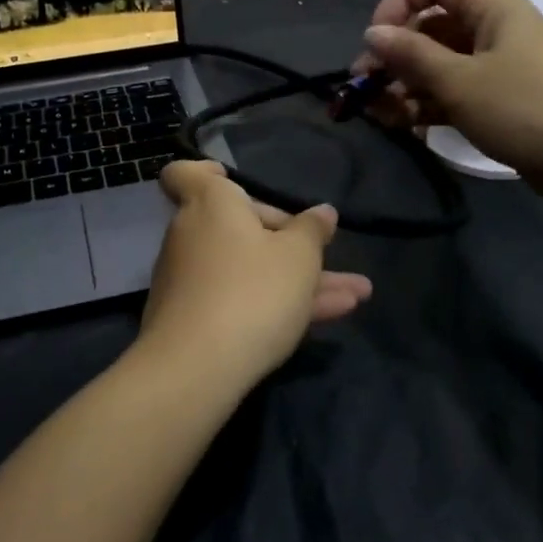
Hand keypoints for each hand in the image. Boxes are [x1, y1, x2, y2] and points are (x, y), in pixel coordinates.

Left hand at [135, 161, 371, 392]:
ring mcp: (190, 279)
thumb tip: (322, 211)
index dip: (206, 173)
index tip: (232, 180)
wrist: (196, 369)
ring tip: (357, 293)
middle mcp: (193, 234)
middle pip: (238, 225)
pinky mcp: (192, 319)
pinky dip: (276, 303)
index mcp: (212, 204)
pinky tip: (330, 317)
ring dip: (299, 278)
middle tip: (327, 254)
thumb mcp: (299, 257)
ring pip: (250, 267)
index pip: (186, 174)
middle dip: (289, 239)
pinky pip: (239, 298)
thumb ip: (312, 230)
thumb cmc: (252, 291)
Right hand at [355, 0, 542, 204]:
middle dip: (395, 54)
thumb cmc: (525, 108)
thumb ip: (411, 55)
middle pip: (432, 27)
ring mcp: (499, 67)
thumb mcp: (460, 81)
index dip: (399, 2)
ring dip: (407, 85)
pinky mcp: (502, 102)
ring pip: (440, 64)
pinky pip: (456, 92)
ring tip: (381, 114)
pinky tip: (406, 125)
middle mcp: (494, 30)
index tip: (376, 38)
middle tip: (366, 86)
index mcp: (491, 8)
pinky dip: (430, 104)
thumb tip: (372, 33)